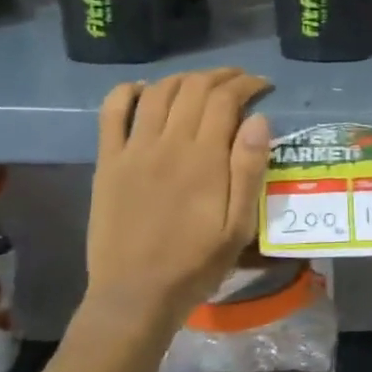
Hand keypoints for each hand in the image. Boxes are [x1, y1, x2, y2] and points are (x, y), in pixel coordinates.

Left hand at [79, 67, 271, 333]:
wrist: (136, 295)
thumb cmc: (195, 264)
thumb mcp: (238, 226)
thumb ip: (249, 170)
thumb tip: (259, 119)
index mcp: (204, 159)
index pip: (226, 99)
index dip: (247, 84)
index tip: (263, 86)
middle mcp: (169, 143)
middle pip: (195, 88)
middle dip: (222, 76)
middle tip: (239, 82)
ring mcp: (134, 150)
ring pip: (159, 92)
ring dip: (184, 78)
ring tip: (201, 84)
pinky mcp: (108, 161)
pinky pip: (112, 112)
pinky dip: (128, 91)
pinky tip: (144, 89)